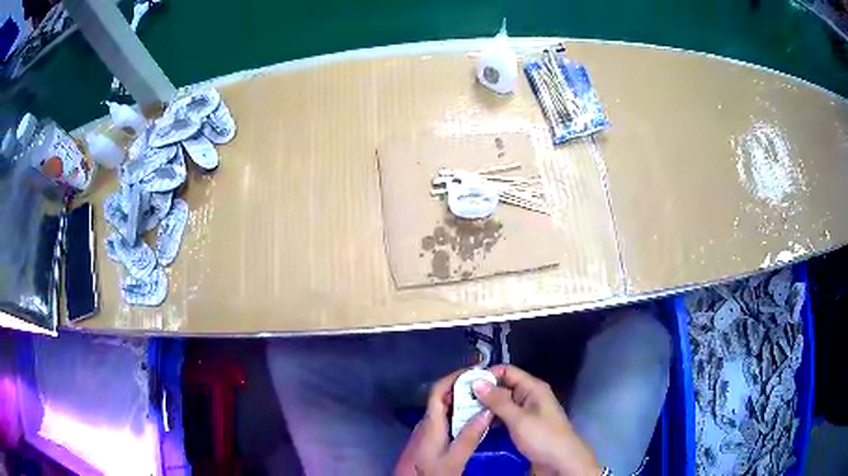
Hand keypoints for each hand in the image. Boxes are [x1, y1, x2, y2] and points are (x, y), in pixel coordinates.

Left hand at [395, 369, 492, 475]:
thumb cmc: (434, 472)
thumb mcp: (455, 458)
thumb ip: (469, 436)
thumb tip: (487, 410)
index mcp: (431, 423)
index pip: (437, 391)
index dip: (453, 377)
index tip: (474, 371)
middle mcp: (429, 422)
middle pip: (443, 397)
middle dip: (464, 387)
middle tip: (487, 383)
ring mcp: (431, 429)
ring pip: (447, 408)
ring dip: (465, 399)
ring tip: (487, 396)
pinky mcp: (436, 437)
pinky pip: (450, 418)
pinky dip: (464, 412)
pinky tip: (478, 416)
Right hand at [473, 365, 601, 475]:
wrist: (561, 461)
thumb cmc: (542, 436)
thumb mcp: (519, 419)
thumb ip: (498, 401)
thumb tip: (476, 381)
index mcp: (532, 388)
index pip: (507, 371)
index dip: (487, 374)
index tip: (465, 384)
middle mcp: (529, 396)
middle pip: (503, 387)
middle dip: (483, 392)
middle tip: (459, 400)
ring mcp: (526, 412)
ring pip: (502, 403)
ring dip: (485, 407)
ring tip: (462, 412)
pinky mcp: (523, 426)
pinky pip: (504, 416)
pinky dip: (492, 418)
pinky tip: (476, 424)